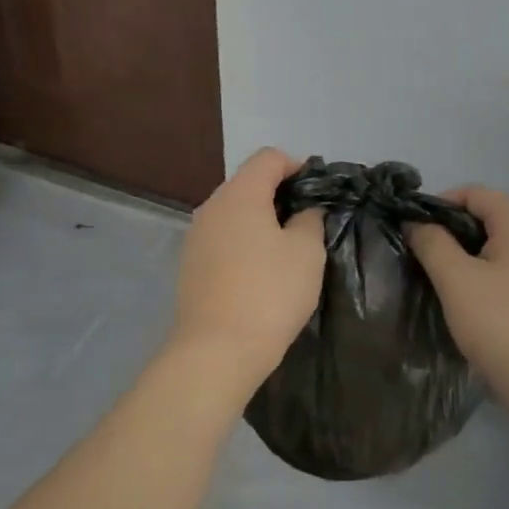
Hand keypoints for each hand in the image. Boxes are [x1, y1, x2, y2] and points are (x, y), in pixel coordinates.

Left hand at [165, 148, 325, 406]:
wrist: (217, 351)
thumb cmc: (269, 293)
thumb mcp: (306, 252)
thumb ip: (309, 220)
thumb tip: (302, 211)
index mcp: (240, 194)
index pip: (268, 158)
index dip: (297, 166)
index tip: (317, 193)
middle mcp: (211, 206)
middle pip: (248, 183)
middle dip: (279, 195)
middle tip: (307, 223)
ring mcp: (196, 236)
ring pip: (234, 213)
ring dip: (260, 221)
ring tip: (285, 250)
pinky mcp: (190, 264)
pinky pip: (222, 238)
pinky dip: (243, 243)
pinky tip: (259, 272)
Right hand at [407, 187, 508, 411]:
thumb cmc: (503, 326)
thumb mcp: (456, 280)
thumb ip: (432, 243)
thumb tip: (417, 222)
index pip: (475, 193)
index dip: (440, 203)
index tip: (414, 229)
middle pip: (489, 219)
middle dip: (452, 232)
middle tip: (424, 257)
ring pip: (500, 248)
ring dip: (468, 257)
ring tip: (443, 283)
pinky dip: (488, 277)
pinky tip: (472, 305)